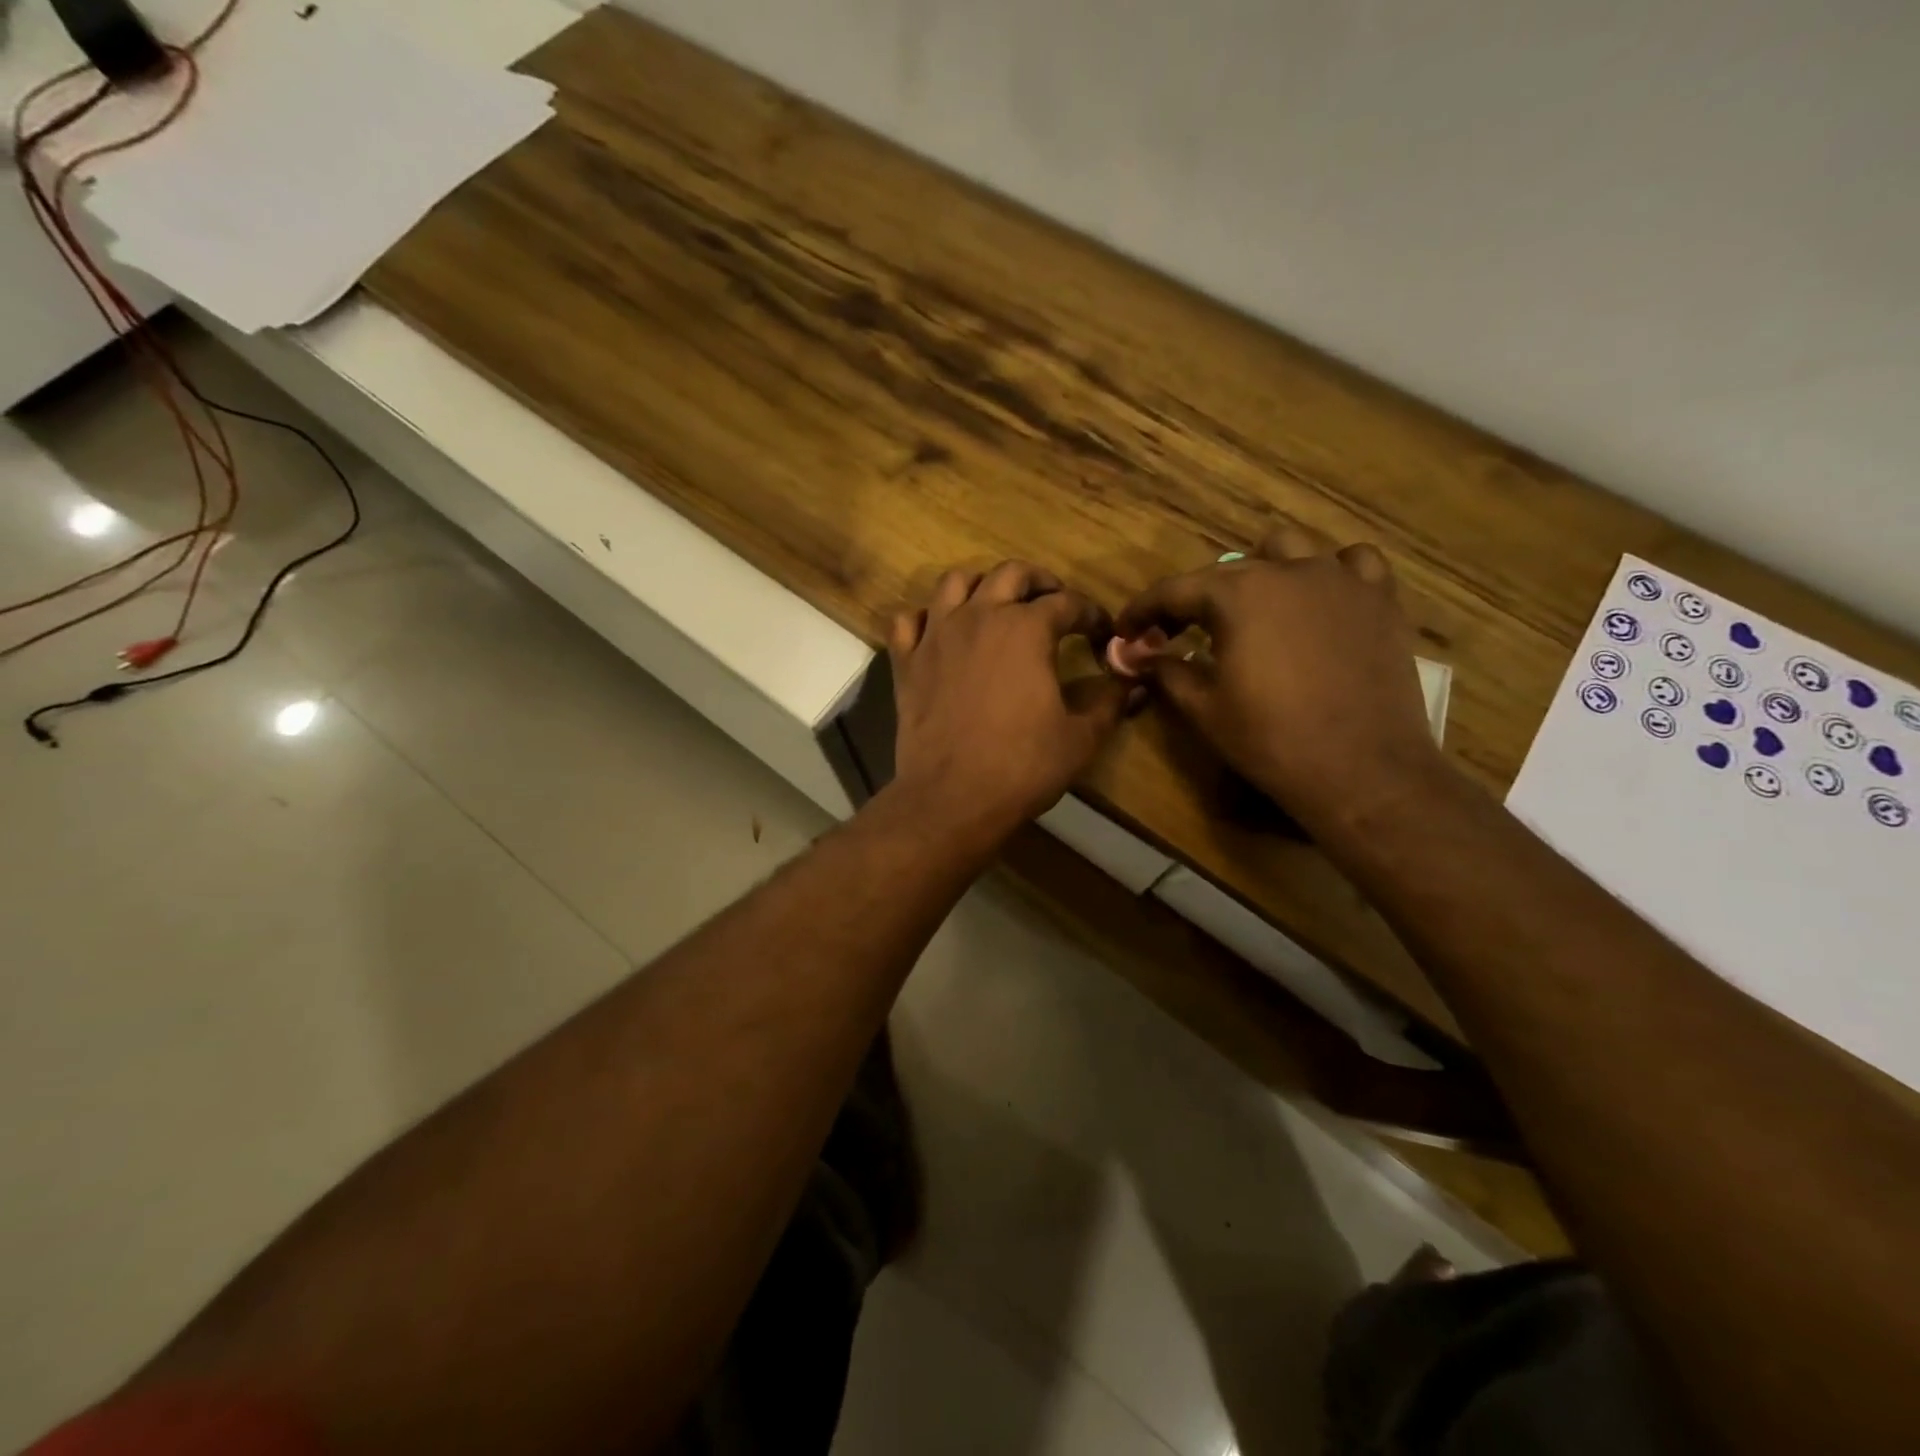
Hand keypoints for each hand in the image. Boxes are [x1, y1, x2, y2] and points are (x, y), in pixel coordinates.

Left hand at [887, 562, 1132, 847]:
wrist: (952, 798)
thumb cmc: (1022, 766)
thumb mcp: (1080, 738)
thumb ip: (1109, 703)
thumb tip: (1133, 684)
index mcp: (1026, 629)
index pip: (1067, 603)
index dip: (1091, 614)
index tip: (1101, 633)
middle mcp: (979, 617)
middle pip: (1010, 574)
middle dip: (1039, 581)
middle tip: (1053, 601)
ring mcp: (936, 636)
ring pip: (955, 583)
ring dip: (981, 586)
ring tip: (996, 606)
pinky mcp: (906, 661)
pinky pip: (908, 621)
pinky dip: (925, 618)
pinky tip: (939, 633)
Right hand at [1113, 519, 1443, 832]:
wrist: (1362, 770)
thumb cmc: (1271, 740)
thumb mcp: (1204, 709)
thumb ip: (1167, 671)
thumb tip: (1141, 655)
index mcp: (1237, 595)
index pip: (1174, 590)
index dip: (1143, 609)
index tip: (1126, 630)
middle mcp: (1287, 571)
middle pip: (1225, 569)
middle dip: (1194, 599)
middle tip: (1178, 633)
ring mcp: (1339, 580)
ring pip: (1290, 548)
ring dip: (1261, 570)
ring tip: (1253, 605)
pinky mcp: (1380, 599)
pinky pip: (1353, 562)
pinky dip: (1329, 572)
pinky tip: (1320, 599)